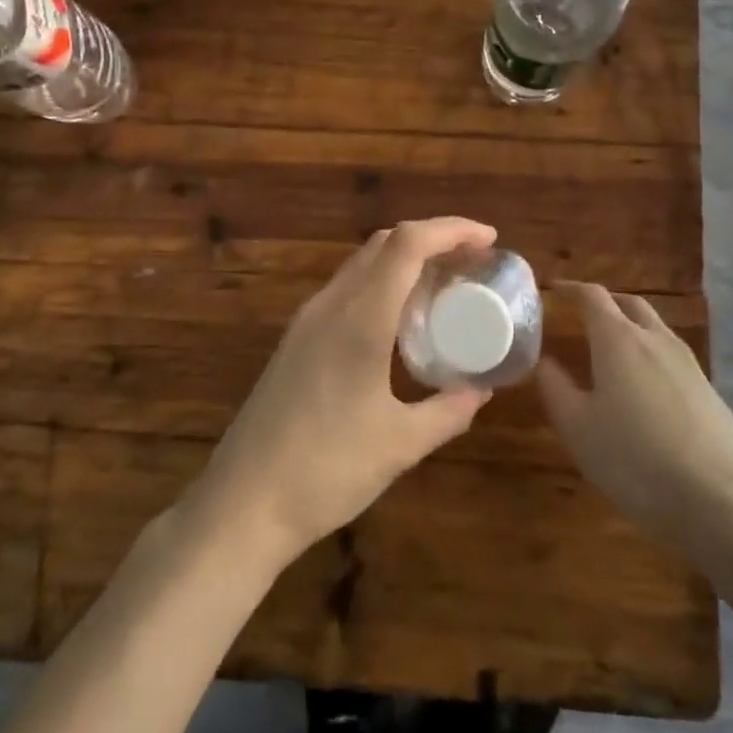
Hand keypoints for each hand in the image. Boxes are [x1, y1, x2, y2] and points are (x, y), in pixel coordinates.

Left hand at [187, 218, 496, 564]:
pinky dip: (381, 284)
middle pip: (383, 243)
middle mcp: (330, 305)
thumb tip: (482, 390)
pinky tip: (399, 321)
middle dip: (432, 239)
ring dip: (404, 260)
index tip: (489, 240)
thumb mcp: (401, 445)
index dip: (451, 229)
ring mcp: (307, 321)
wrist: (243, 502)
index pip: (407, 244)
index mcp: (359, 318)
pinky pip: (346, 290)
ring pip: (361, 264)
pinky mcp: (295, 340)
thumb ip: (448, 412)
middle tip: (472, 260)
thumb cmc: (326, 470)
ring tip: (443, 285)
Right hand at [538, 281, 732, 556]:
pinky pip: (672, 357)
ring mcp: (689, 364)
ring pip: (655, 329)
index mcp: (618, 340)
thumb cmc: (634, 460)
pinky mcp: (709, 391)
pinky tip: (644, 389)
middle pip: (629, 304)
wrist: (720, 502)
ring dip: (630, 328)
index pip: (592, 296)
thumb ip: (556, 388)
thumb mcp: (577, 428)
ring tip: (611, 351)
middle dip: (604, 303)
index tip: (553, 290)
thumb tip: (545, 361)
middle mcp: (656, 340)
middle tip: (581, 316)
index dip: (571, 289)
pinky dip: (650, 356)